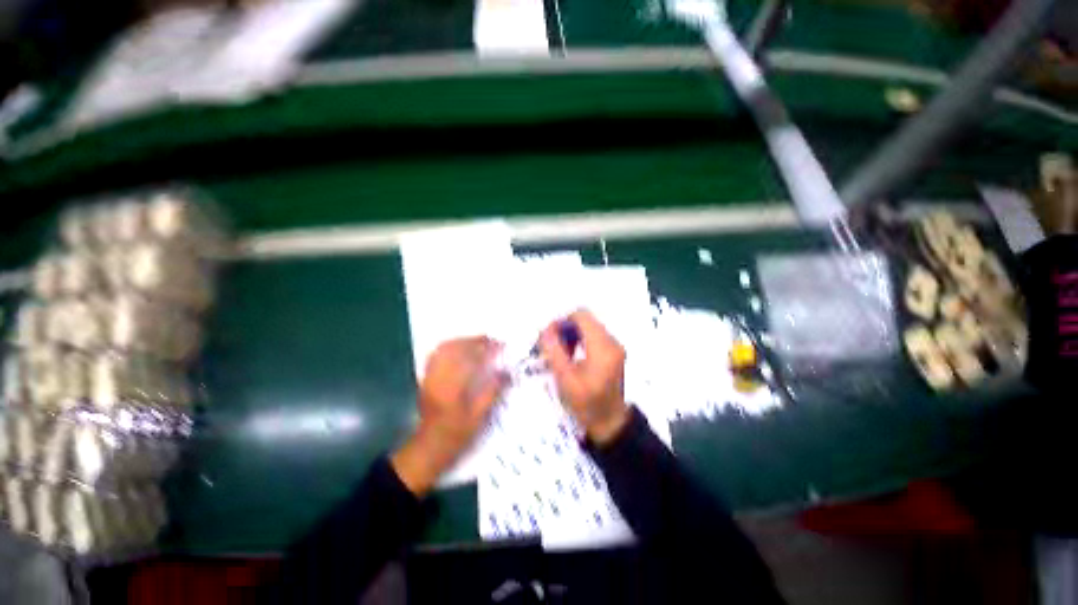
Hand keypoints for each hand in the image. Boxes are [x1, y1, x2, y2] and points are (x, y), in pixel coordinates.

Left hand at [392, 337, 506, 495]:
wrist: (429, 447)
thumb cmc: (457, 434)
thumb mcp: (479, 416)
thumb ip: (492, 391)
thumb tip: (506, 372)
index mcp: (453, 387)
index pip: (471, 358)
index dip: (486, 349)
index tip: (500, 345)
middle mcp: (439, 377)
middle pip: (455, 349)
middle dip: (474, 341)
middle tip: (490, 341)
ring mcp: (430, 376)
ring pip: (443, 349)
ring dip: (461, 341)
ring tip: (477, 342)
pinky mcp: (426, 379)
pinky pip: (435, 355)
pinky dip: (449, 347)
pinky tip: (459, 349)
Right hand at [539, 310, 629, 444]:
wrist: (609, 423)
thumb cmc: (586, 404)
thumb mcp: (565, 379)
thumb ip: (553, 351)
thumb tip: (545, 330)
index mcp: (602, 347)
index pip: (581, 315)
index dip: (562, 321)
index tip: (549, 336)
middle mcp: (612, 341)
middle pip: (585, 320)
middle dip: (565, 328)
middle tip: (551, 346)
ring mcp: (615, 346)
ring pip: (588, 326)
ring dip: (572, 334)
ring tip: (561, 353)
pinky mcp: (614, 351)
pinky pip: (594, 336)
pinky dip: (580, 340)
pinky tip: (572, 356)